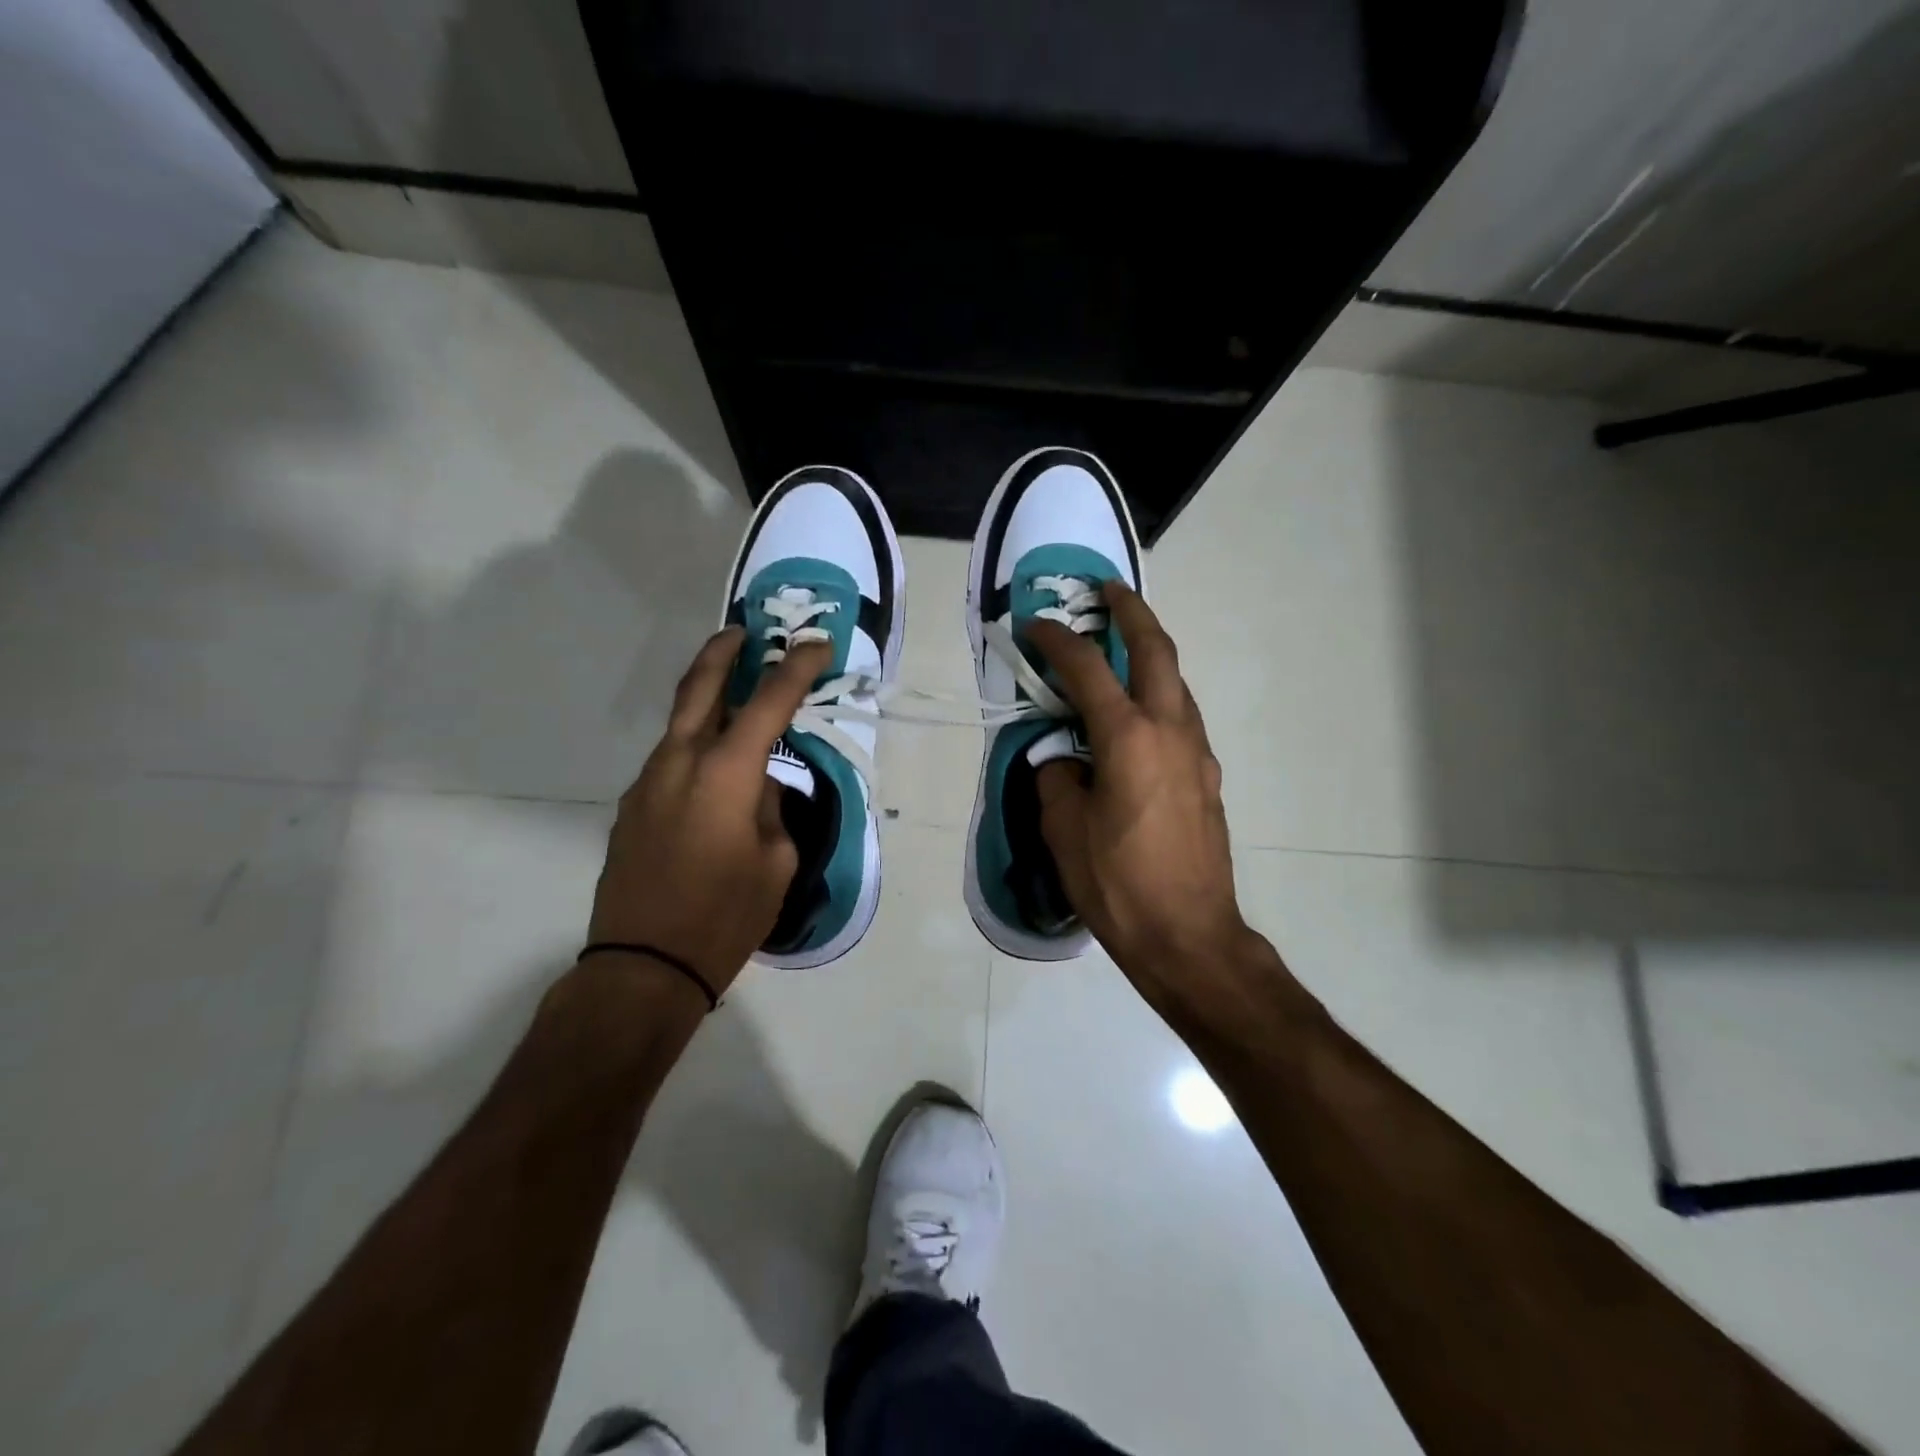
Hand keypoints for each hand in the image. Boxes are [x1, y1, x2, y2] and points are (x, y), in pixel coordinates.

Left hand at [587, 628, 830, 994]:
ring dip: (707, 701)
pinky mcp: (632, 807)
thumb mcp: (775, 863)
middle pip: (700, 688)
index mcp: (725, 774)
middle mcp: (680, 763)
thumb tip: (758, 787)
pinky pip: (670, 760)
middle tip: (745, 631)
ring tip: (735, 695)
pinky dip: (695, 745)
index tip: (816, 643)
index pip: (768, 703)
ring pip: (680, 724)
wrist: (642, 966)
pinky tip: (713, 768)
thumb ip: (771, 810)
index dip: (796, 668)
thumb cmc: (724, 917)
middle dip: (724, 653)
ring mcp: (647, 783)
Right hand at [1028, 583, 1253, 999]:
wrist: (1190, 936)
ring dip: (1149, 653)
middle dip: (1132, 611)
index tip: (1034, 625)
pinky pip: (1181, 717)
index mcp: (1129, 739)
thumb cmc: (1118, 885)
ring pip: (1176, 683)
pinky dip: (1157, 696)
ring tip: (1119, 647)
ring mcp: (1197, 753)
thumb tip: (1062, 758)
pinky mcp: (1208, 778)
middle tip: (1107, 590)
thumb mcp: (1064, 830)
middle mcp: (1171, 731)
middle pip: (1157, 651)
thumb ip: (1057, 778)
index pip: (1087, 670)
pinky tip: (1135, 716)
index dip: (1057, 641)